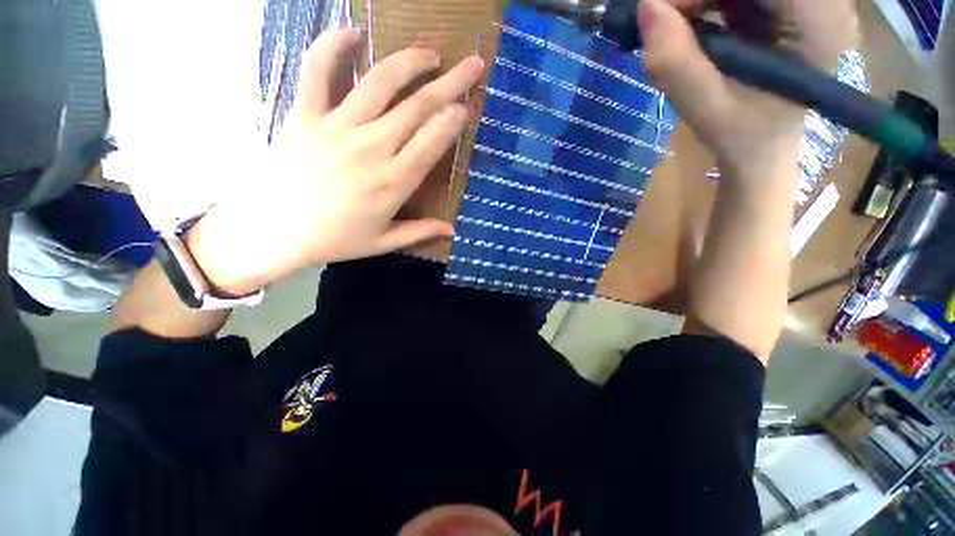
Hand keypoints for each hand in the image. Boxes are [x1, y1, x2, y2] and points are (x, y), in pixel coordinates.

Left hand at [187, 28, 484, 294]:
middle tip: (471, 65)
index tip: (466, 107)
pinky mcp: (304, 115)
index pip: (431, 141)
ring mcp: (336, 128)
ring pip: (380, 83)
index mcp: (392, 183)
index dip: (452, 120)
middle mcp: (371, 149)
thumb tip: (452, 230)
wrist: (273, 232)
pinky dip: (332, 46)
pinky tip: (352, 31)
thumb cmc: (334, 240)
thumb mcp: (383, 243)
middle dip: (450, 83)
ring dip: (410, 62)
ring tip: (431, 54)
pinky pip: (316, 71)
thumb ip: (420, 232)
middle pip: (417, 108)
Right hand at [638, 0, 857, 178]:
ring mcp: (803, 3)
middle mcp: (820, 2)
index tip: (662, 11)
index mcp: (818, 24)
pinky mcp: (784, 7)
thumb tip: (645, 8)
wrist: (763, 151)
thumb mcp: (707, 110)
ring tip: (675, 29)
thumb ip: (677, 64)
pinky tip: (691, 28)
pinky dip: (706, 3)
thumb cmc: (743, 138)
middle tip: (664, 20)